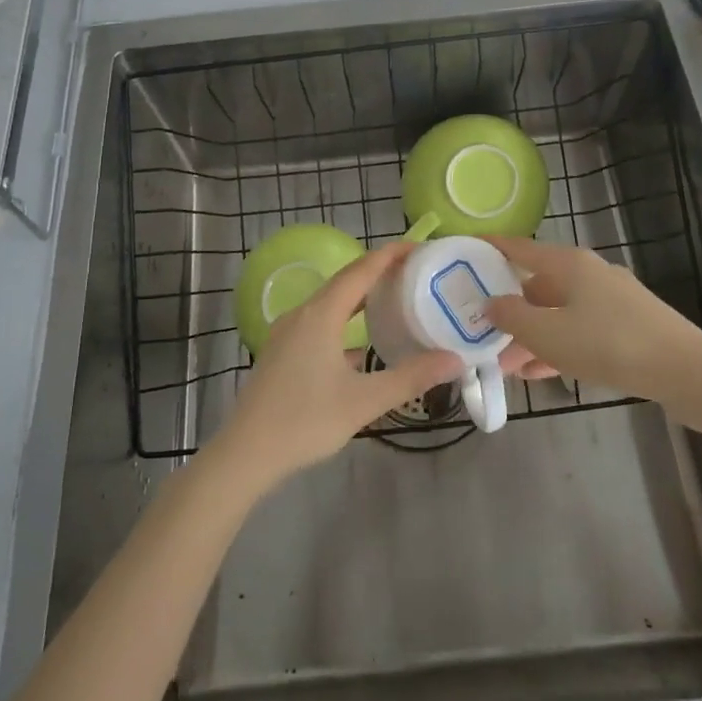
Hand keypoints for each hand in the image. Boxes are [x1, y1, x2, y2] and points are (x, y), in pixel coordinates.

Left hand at [212, 243, 462, 488]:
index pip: (361, 270)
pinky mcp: (282, 351)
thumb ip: (411, 377)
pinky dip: (345, 320)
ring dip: (361, 297)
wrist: (246, 453)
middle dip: (379, 272)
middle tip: (416, 272)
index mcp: (321, 315)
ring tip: (394, 300)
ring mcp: (288, 333)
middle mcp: (302, 314)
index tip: (421, 247)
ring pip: (330, 302)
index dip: (391, 254)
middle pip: (345, 281)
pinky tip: (361, 342)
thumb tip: (455, 360)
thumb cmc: (305, 421)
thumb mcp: (364, 401)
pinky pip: (320, 322)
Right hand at [483, 237, 701, 399]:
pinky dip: (558, 346)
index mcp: (568, 263)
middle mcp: (589, 273)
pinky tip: (540, 373)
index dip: (491, 249)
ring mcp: (611, 300)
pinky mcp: (627, 326)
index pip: (519, 248)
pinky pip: (580, 330)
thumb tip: (490, 302)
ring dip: (532, 336)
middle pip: (537, 286)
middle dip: (509, 312)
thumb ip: (512, 317)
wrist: (685, 371)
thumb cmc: (608, 344)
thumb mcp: (549, 334)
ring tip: (507, 365)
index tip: (464, 250)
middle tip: (482, 333)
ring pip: (558, 313)